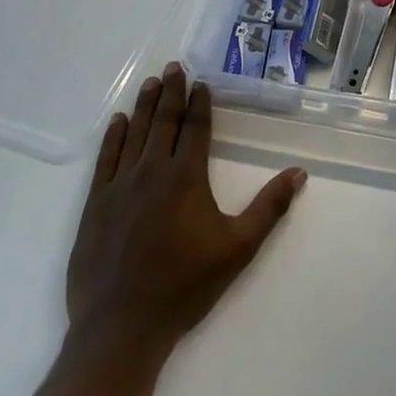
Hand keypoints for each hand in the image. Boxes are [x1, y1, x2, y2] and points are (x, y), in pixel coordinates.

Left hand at [64, 62, 305, 363]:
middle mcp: (152, 172)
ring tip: (151, 83)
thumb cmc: (184, 287)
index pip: (194, 128)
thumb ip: (269, 208)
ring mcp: (119, 187)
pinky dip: (113, 137)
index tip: (200, 83)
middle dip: (170, 92)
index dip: (199, 103)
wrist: (120, 329)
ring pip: (134, 134)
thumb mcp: (238, 249)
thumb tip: (299, 172)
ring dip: (144, 106)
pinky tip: (119, 122)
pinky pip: (105, 160)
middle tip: (174, 66)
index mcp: (186, 177)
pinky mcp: (95, 206)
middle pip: (163, 122)